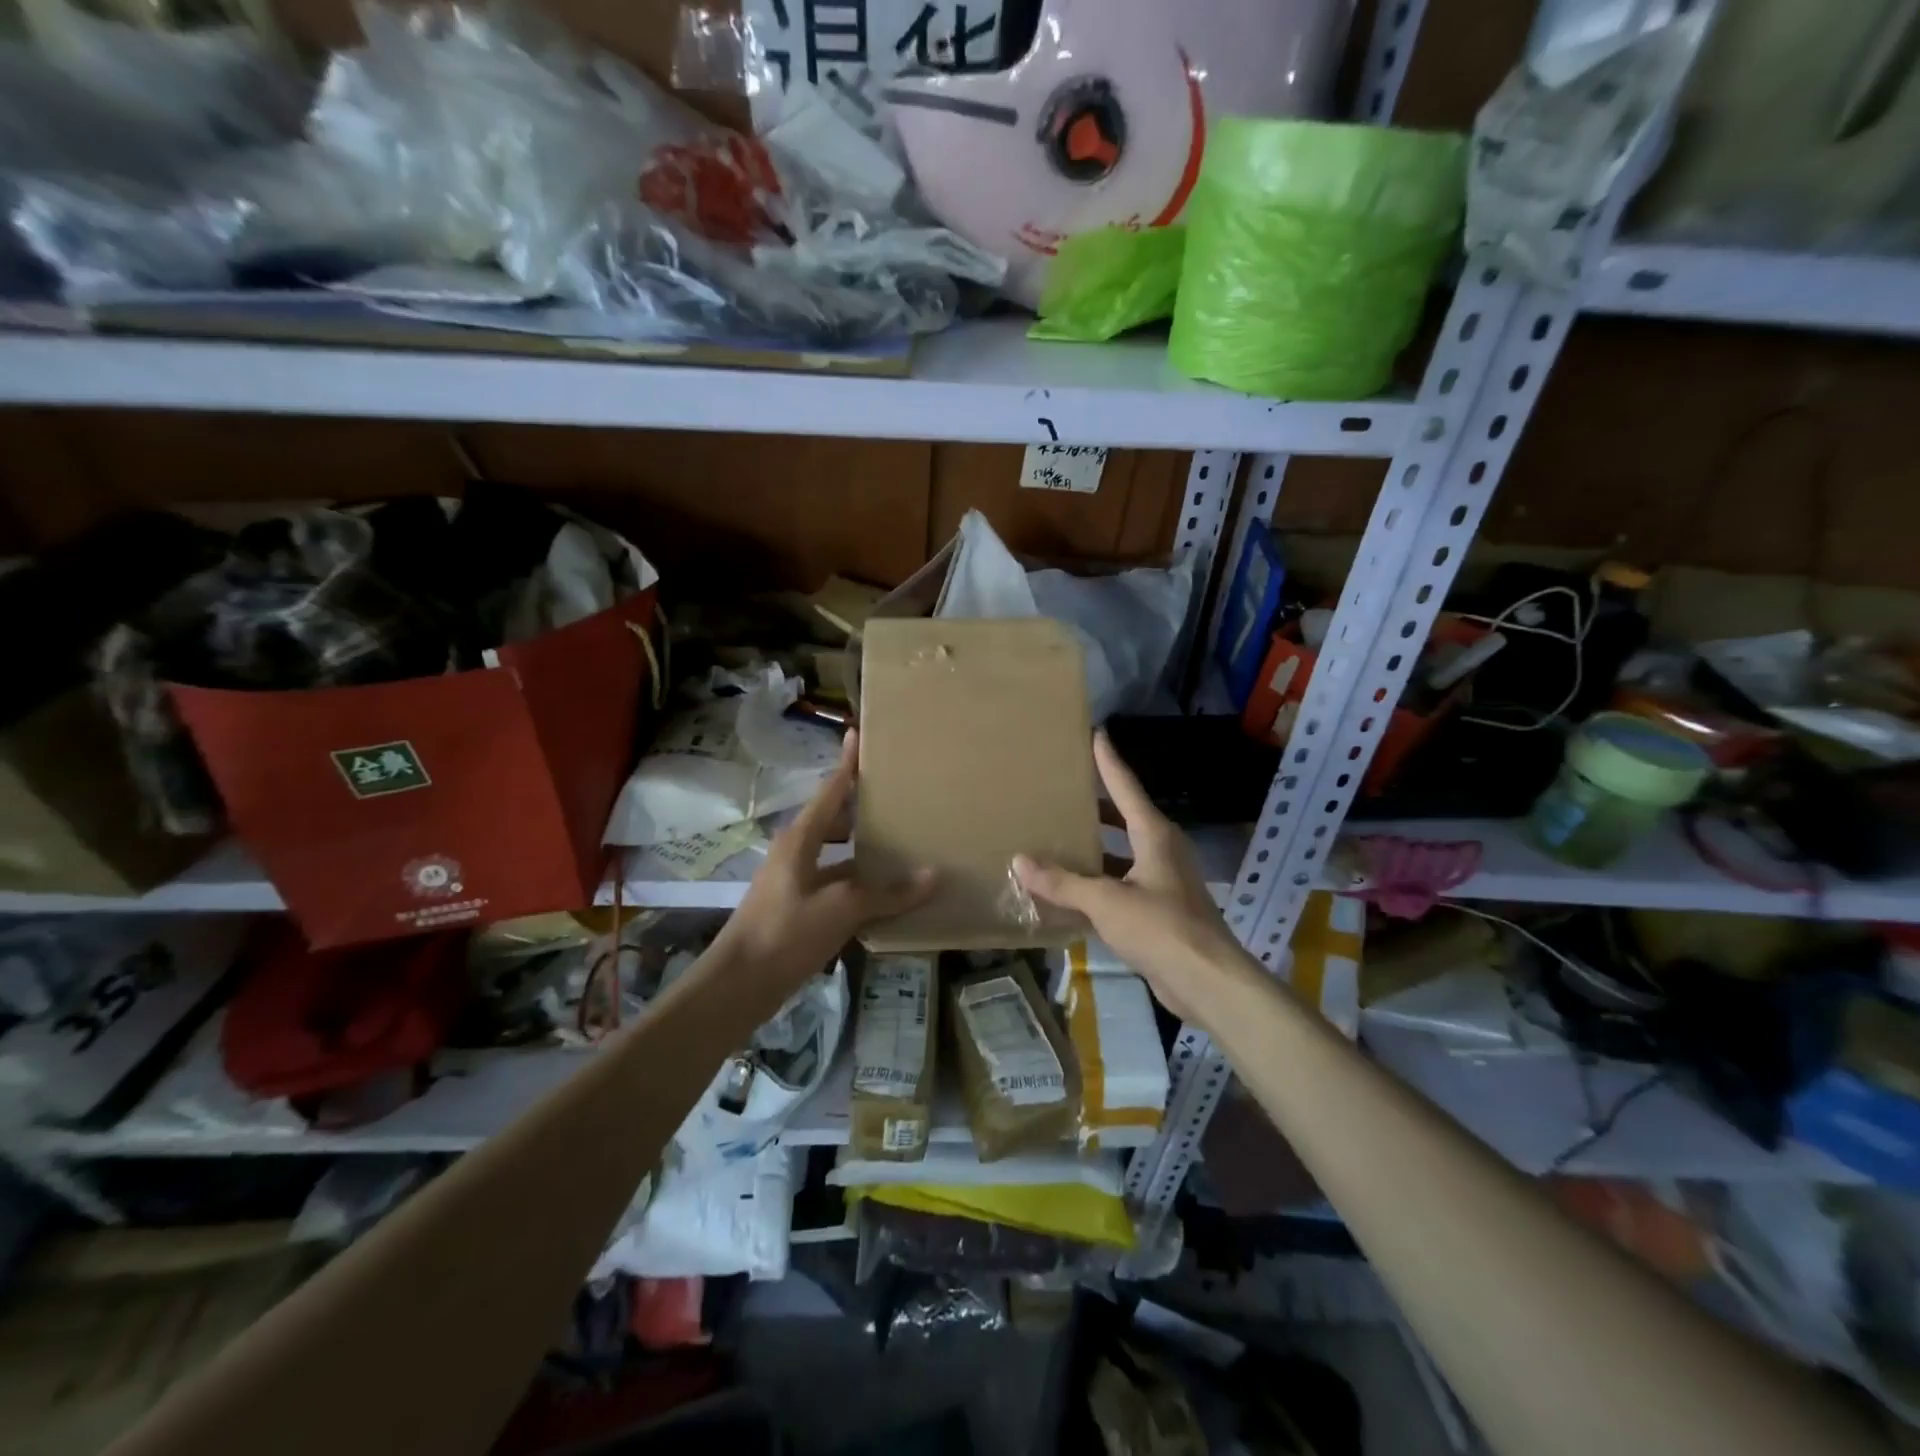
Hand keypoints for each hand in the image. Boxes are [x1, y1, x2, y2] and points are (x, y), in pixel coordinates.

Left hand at [714, 730, 933, 1006]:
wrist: (738, 986)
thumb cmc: (785, 933)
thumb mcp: (841, 908)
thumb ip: (888, 892)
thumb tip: (935, 875)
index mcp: (800, 838)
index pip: (830, 790)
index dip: (847, 764)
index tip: (858, 734)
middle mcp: (797, 852)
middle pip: (835, 820)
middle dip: (864, 808)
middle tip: (902, 797)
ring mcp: (796, 881)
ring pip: (838, 854)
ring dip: (865, 850)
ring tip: (904, 843)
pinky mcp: (799, 909)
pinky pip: (837, 883)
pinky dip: (861, 883)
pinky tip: (888, 893)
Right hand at [1013, 731, 1251, 1022]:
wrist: (1207, 981)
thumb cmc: (1161, 928)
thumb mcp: (1106, 902)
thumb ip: (1063, 882)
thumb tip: (1020, 861)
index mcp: (1154, 834)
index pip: (1125, 786)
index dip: (1108, 761)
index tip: (1096, 734)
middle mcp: (1161, 849)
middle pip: (1124, 816)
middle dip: (1096, 804)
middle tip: (1062, 789)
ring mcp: (1163, 880)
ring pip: (1122, 852)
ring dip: (1094, 846)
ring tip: (1058, 835)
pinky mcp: (1159, 908)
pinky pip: (1122, 882)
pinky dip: (1098, 880)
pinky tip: (1071, 888)